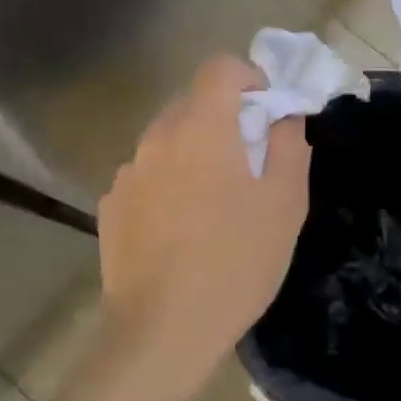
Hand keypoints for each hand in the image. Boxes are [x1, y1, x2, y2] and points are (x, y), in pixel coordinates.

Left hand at [97, 54, 310, 384]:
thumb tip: (283, 116)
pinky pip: (146, 175)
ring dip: (194, 151)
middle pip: (192, 102)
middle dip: (224, 118)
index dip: (249, 78)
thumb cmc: (235, 262)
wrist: (162, 332)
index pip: (220, 67)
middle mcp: (157, 138)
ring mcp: (127, 173)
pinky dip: (167, 182)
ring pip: (167, 140)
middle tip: (248, 161)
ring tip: (213, 202)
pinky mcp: (110, 206)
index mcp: (201, 127)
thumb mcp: (285, 203)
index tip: (266, 112)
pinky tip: (180, 229)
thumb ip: (289, 145)